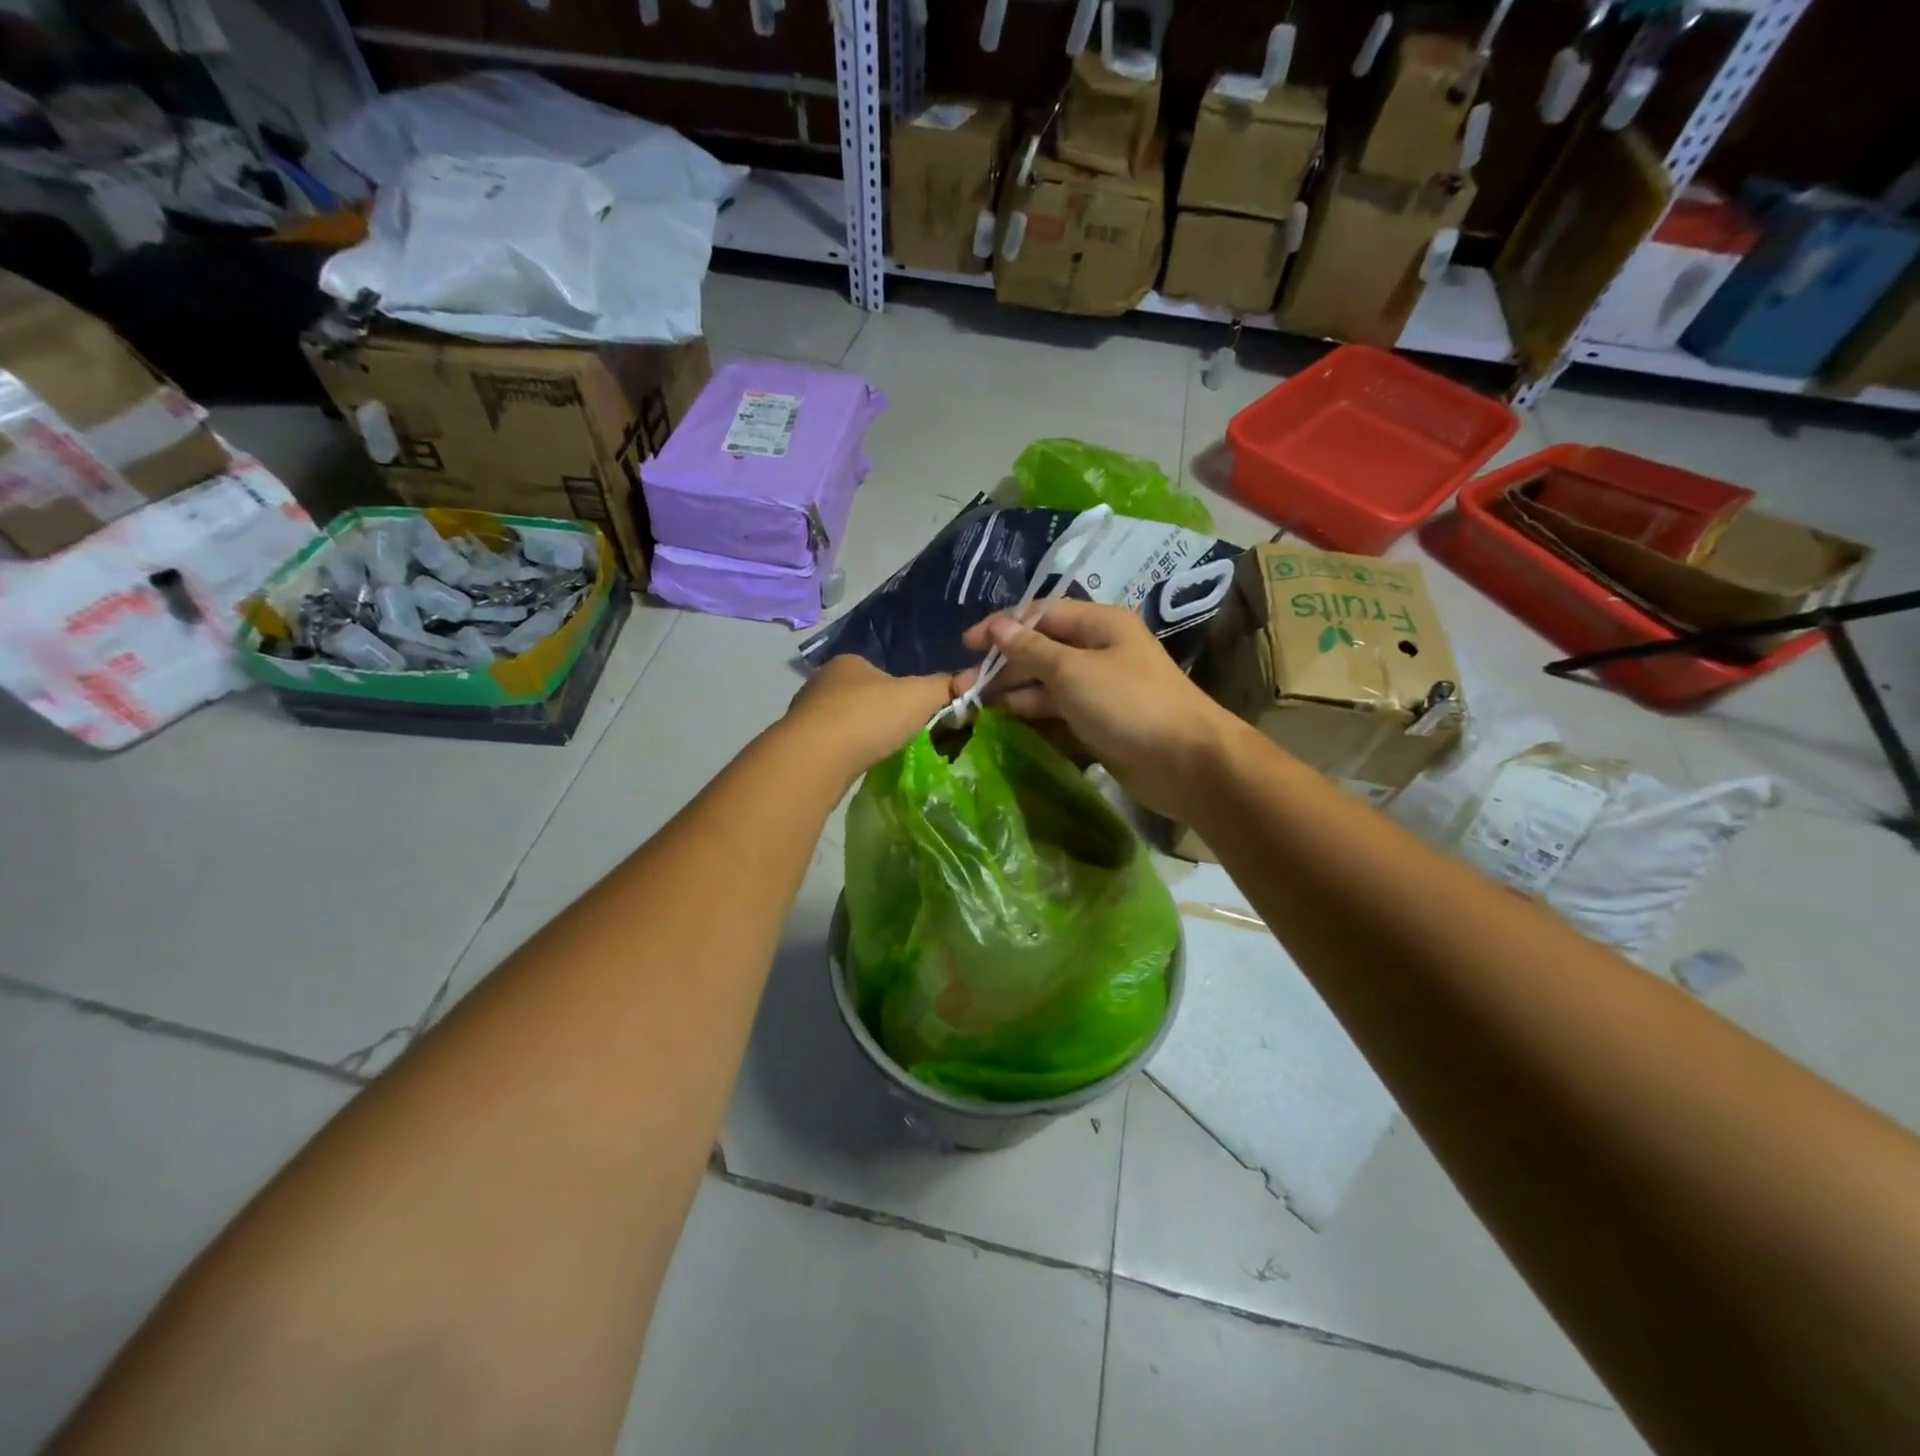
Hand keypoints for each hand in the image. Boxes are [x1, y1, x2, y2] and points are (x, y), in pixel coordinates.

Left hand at [783, 654, 953, 783]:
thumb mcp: (919, 697)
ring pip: (843, 722)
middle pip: (861, 696)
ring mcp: (805, 714)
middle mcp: (822, 682)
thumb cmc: (869, 717)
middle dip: (879, 714)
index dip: (902, 691)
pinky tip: (855, 766)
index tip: (916, 713)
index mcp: (849, 663)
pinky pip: (830, 746)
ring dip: (860, 735)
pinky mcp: (797, 745)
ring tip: (879, 753)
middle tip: (901, 735)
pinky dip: (845, 754)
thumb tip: (970, 680)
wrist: (815, 758)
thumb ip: (945, 687)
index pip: (881, 671)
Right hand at [955, 600, 1238, 816]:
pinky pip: (1059, 709)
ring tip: (975, 706)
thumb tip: (998, 626)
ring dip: (1014, 690)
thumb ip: (1031, 649)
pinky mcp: (1100, 721)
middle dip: (1003, 664)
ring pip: (1047, 682)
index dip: (1002, 626)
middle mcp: (1099, 650)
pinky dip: (1033, 712)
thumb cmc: (1129, 704)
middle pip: (1041, 649)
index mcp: (1099, 624)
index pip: (1041, 615)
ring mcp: (1100, 688)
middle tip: (963, 687)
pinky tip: (1005, 721)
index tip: (967, 645)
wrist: (1185, 762)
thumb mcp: (1073, 670)